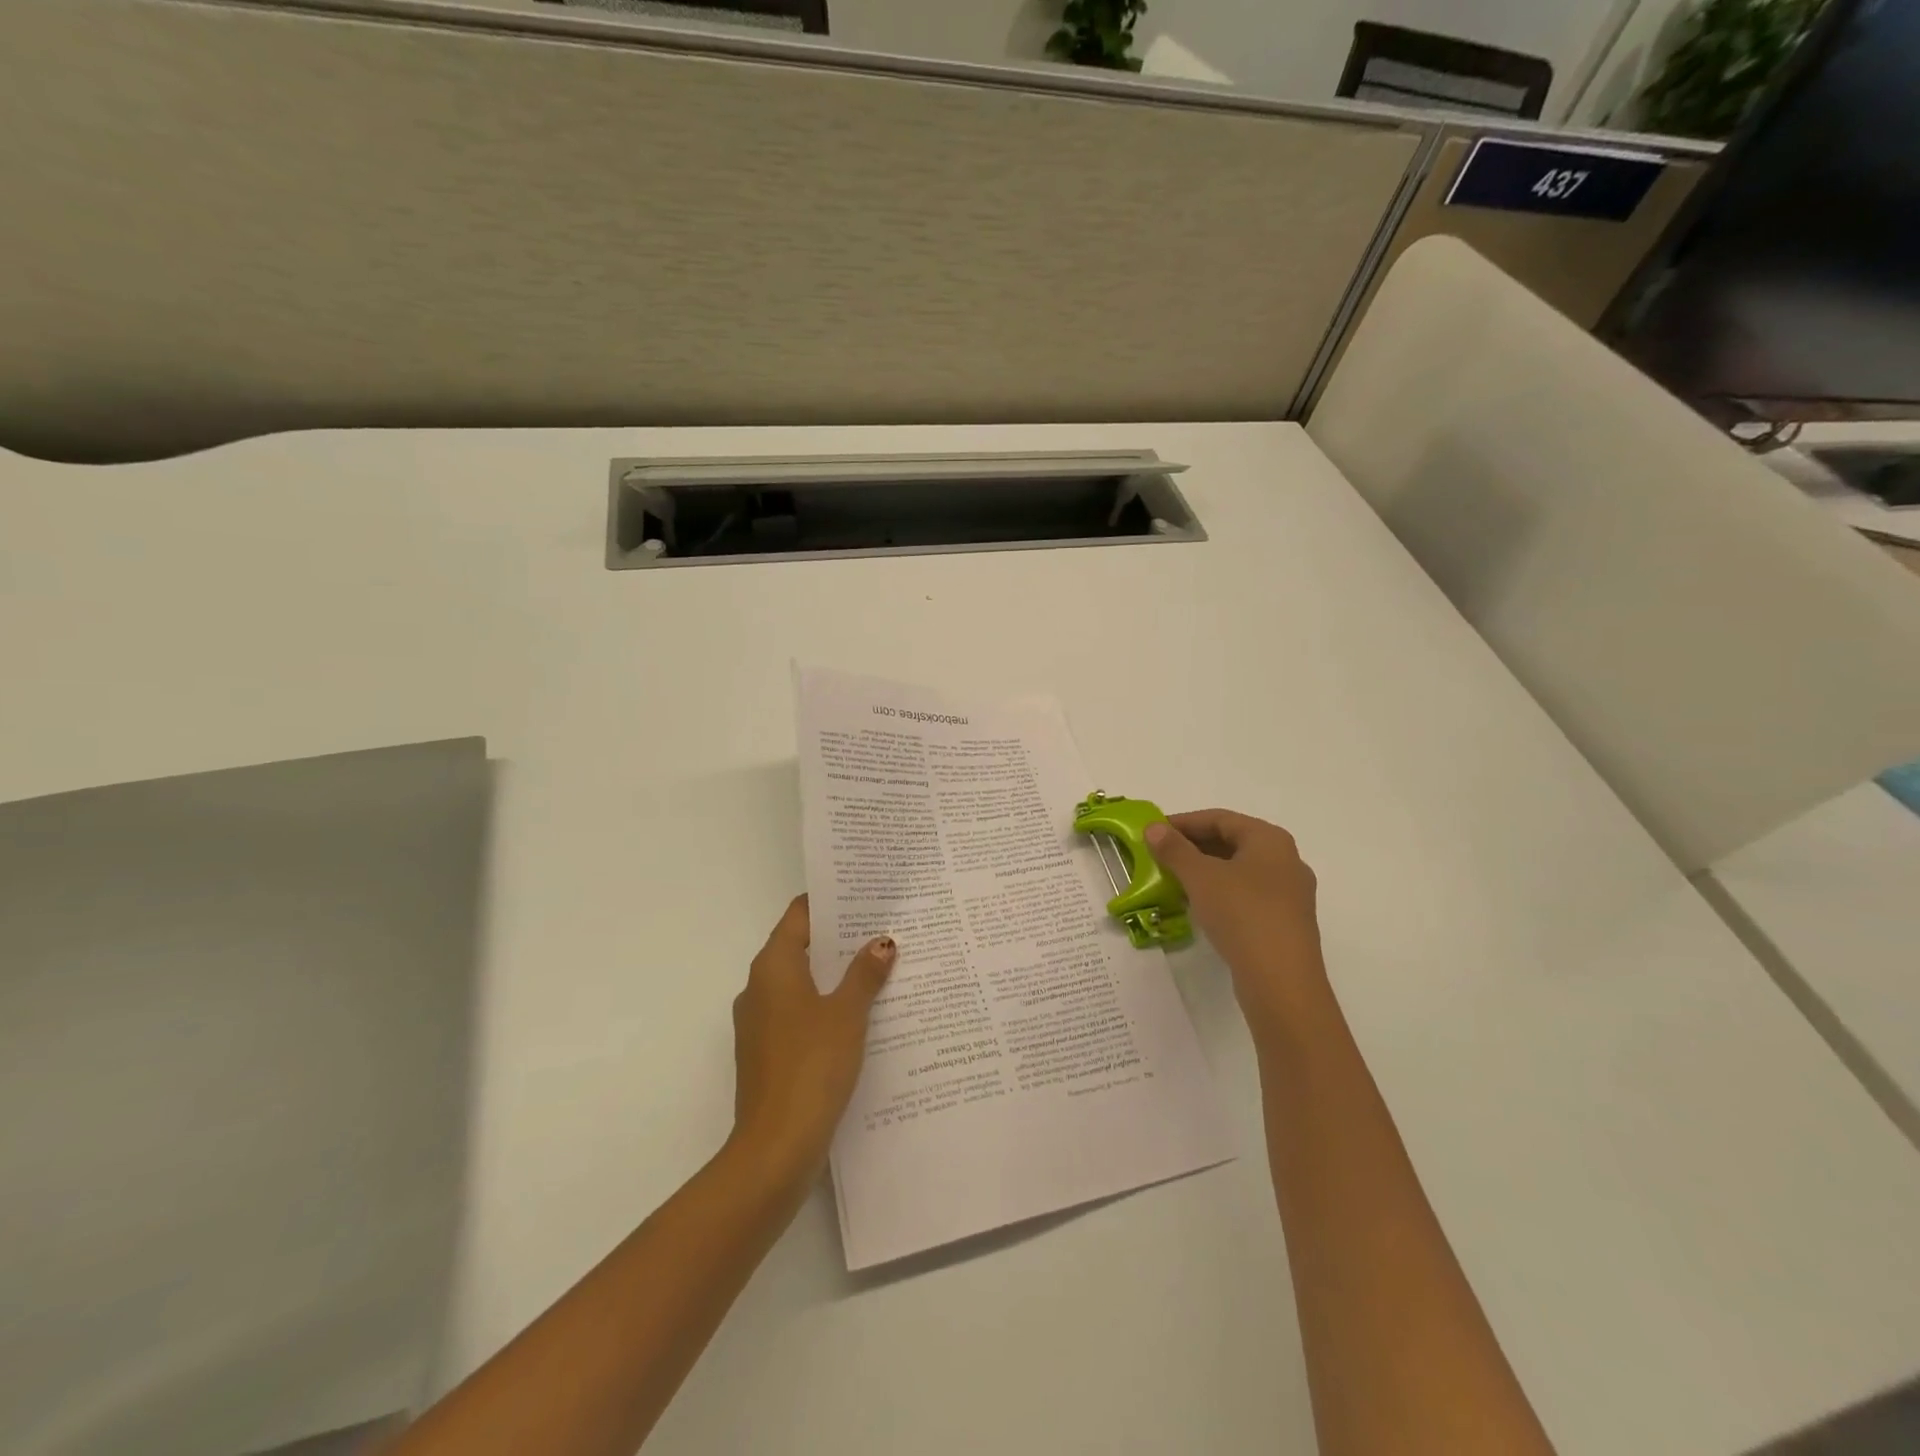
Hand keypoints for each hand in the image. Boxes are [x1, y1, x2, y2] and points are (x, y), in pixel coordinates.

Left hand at [729, 896, 895, 1186]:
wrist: (776, 1147)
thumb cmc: (812, 1065)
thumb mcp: (848, 1013)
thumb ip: (865, 974)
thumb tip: (882, 943)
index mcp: (773, 967)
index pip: (799, 916)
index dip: (829, 902)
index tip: (862, 894)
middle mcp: (759, 987)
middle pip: (800, 947)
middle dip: (839, 938)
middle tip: (882, 928)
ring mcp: (760, 1022)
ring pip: (801, 983)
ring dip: (835, 975)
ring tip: (880, 967)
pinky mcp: (767, 1053)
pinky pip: (799, 1013)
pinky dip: (825, 1006)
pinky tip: (861, 1015)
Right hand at [1145, 809, 1325, 1026]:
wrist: (1281, 982)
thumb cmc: (1242, 914)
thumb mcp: (1200, 877)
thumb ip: (1174, 849)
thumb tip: (1153, 828)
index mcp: (1270, 840)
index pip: (1220, 818)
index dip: (1183, 822)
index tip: (1153, 832)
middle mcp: (1286, 861)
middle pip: (1231, 843)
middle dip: (1192, 847)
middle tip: (1158, 855)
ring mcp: (1289, 894)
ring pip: (1238, 871)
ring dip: (1204, 872)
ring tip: (1171, 880)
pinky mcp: (1284, 923)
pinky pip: (1246, 896)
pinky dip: (1219, 894)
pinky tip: (1196, 906)